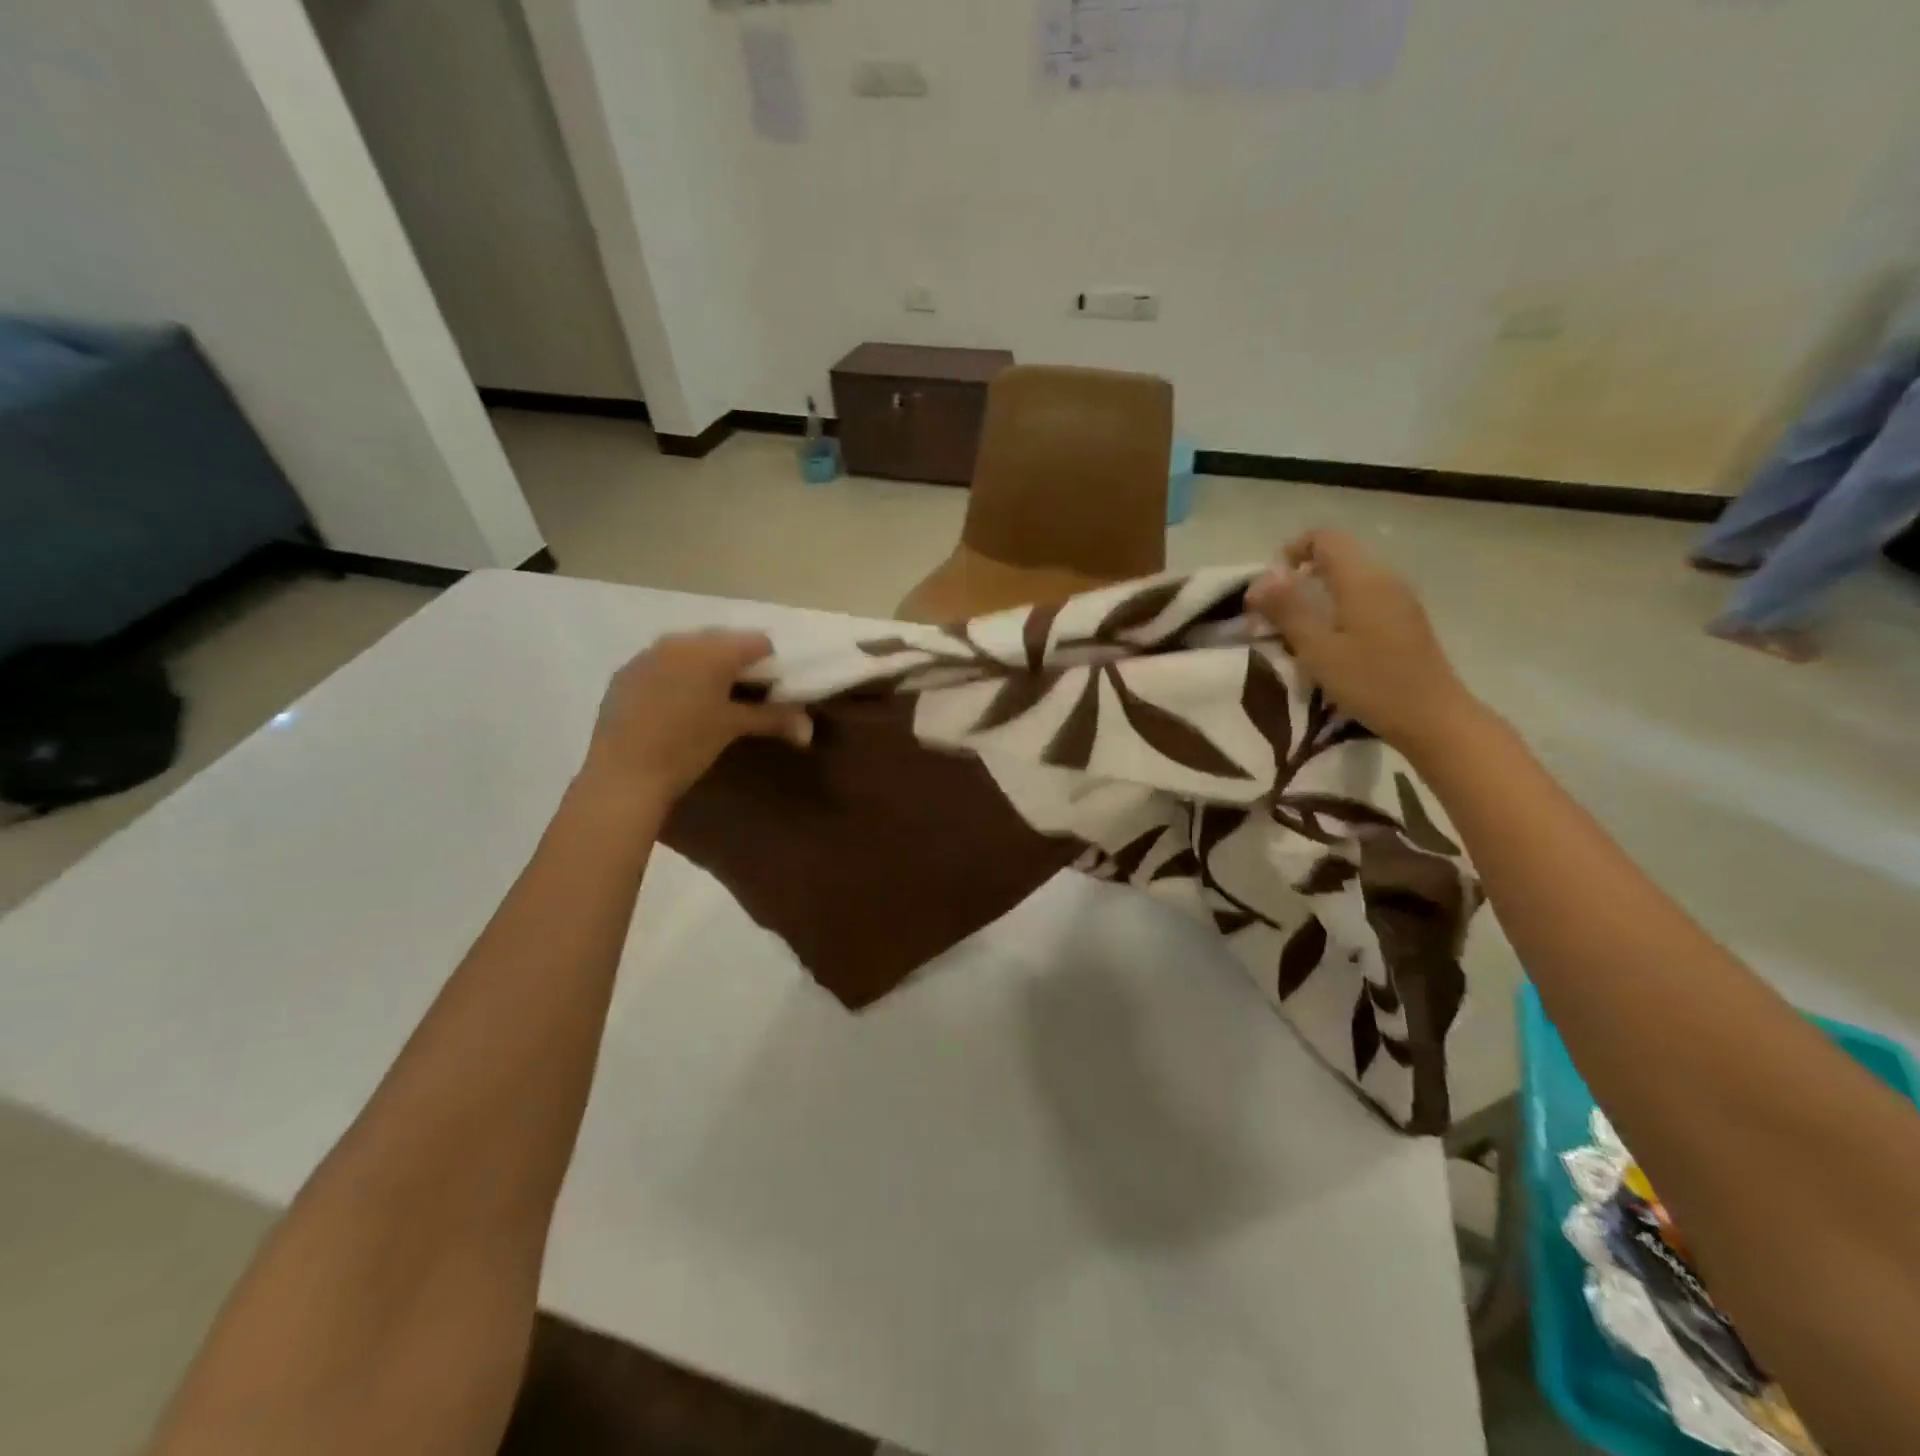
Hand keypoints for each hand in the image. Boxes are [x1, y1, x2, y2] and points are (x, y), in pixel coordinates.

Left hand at [583, 630, 809, 803]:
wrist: (622, 774)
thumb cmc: (687, 746)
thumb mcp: (733, 728)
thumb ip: (774, 719)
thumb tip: (809, 729)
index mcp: (712, 650)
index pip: (758, 642)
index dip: (772, 665)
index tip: (773, 691)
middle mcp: (680, 641)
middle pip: (723, 642)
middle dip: (738, 664)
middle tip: (745, 697)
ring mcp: (648, 654)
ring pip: (691, 651)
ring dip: (706, 669)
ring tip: (710, 702)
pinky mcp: (626, 672)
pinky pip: (663, 664)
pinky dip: (678, 677)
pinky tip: (676, 707)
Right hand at [1245, 530, 1480, 755]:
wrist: (1433, 718)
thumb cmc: (1371, 683)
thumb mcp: (1318, 649)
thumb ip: (1287, 609)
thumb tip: (1260, 579)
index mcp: (1362, 578)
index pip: (1323, 538)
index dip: (1290, 552)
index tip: (1268, 589)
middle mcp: (1384, 578)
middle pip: (1335, 557)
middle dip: (1298, 577)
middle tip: (1272, 615)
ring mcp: (1398, 600)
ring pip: (1348, 579)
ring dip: (1315, 595)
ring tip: (1294, 632)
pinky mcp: (1404, 621)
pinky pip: (1362, 599)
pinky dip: (1336, 609)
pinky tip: (1328, 645)